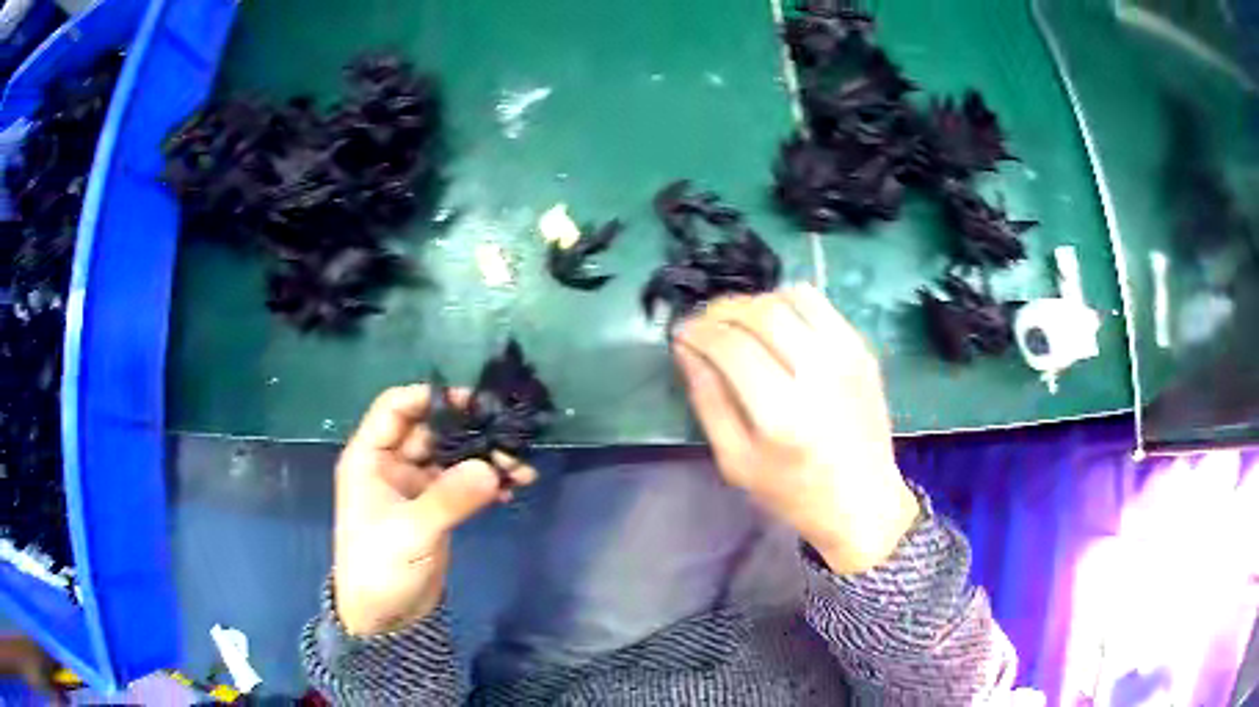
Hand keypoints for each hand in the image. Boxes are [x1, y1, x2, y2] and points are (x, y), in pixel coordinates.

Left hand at [333, 385, 536, 635]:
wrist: (383, 616)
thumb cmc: (380, 567)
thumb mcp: (411, 531)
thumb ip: (450, 498)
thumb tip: (493, 467)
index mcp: (370, 457)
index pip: (397, 407)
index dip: (431, 397)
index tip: (473, 401)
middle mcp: (392, 464)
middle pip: (433, 430)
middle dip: (470, 430)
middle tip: (510, 437)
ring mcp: (415, 486)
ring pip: (452, 456)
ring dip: (485, 457)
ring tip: (521, 467)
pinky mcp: (436, 508)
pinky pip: (463, 483)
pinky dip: (486, 482)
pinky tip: (513, 488)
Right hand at [673, 285, 918, 574]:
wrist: (862, 500)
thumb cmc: (793, 492)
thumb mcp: (735, 461)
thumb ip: (708, 401)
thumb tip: (686, 349)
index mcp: (781, 414)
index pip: (730, 346)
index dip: (697, 331)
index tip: (680, 332)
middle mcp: (817, 375)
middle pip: (760, 312)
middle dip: (722, 310)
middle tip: (704, 323)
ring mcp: (846, 356)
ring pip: (791, 297)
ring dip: (756, 302)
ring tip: (740, 323)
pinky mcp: (862, 349)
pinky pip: (819, 303)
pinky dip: (789, 303)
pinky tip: (778, 326)